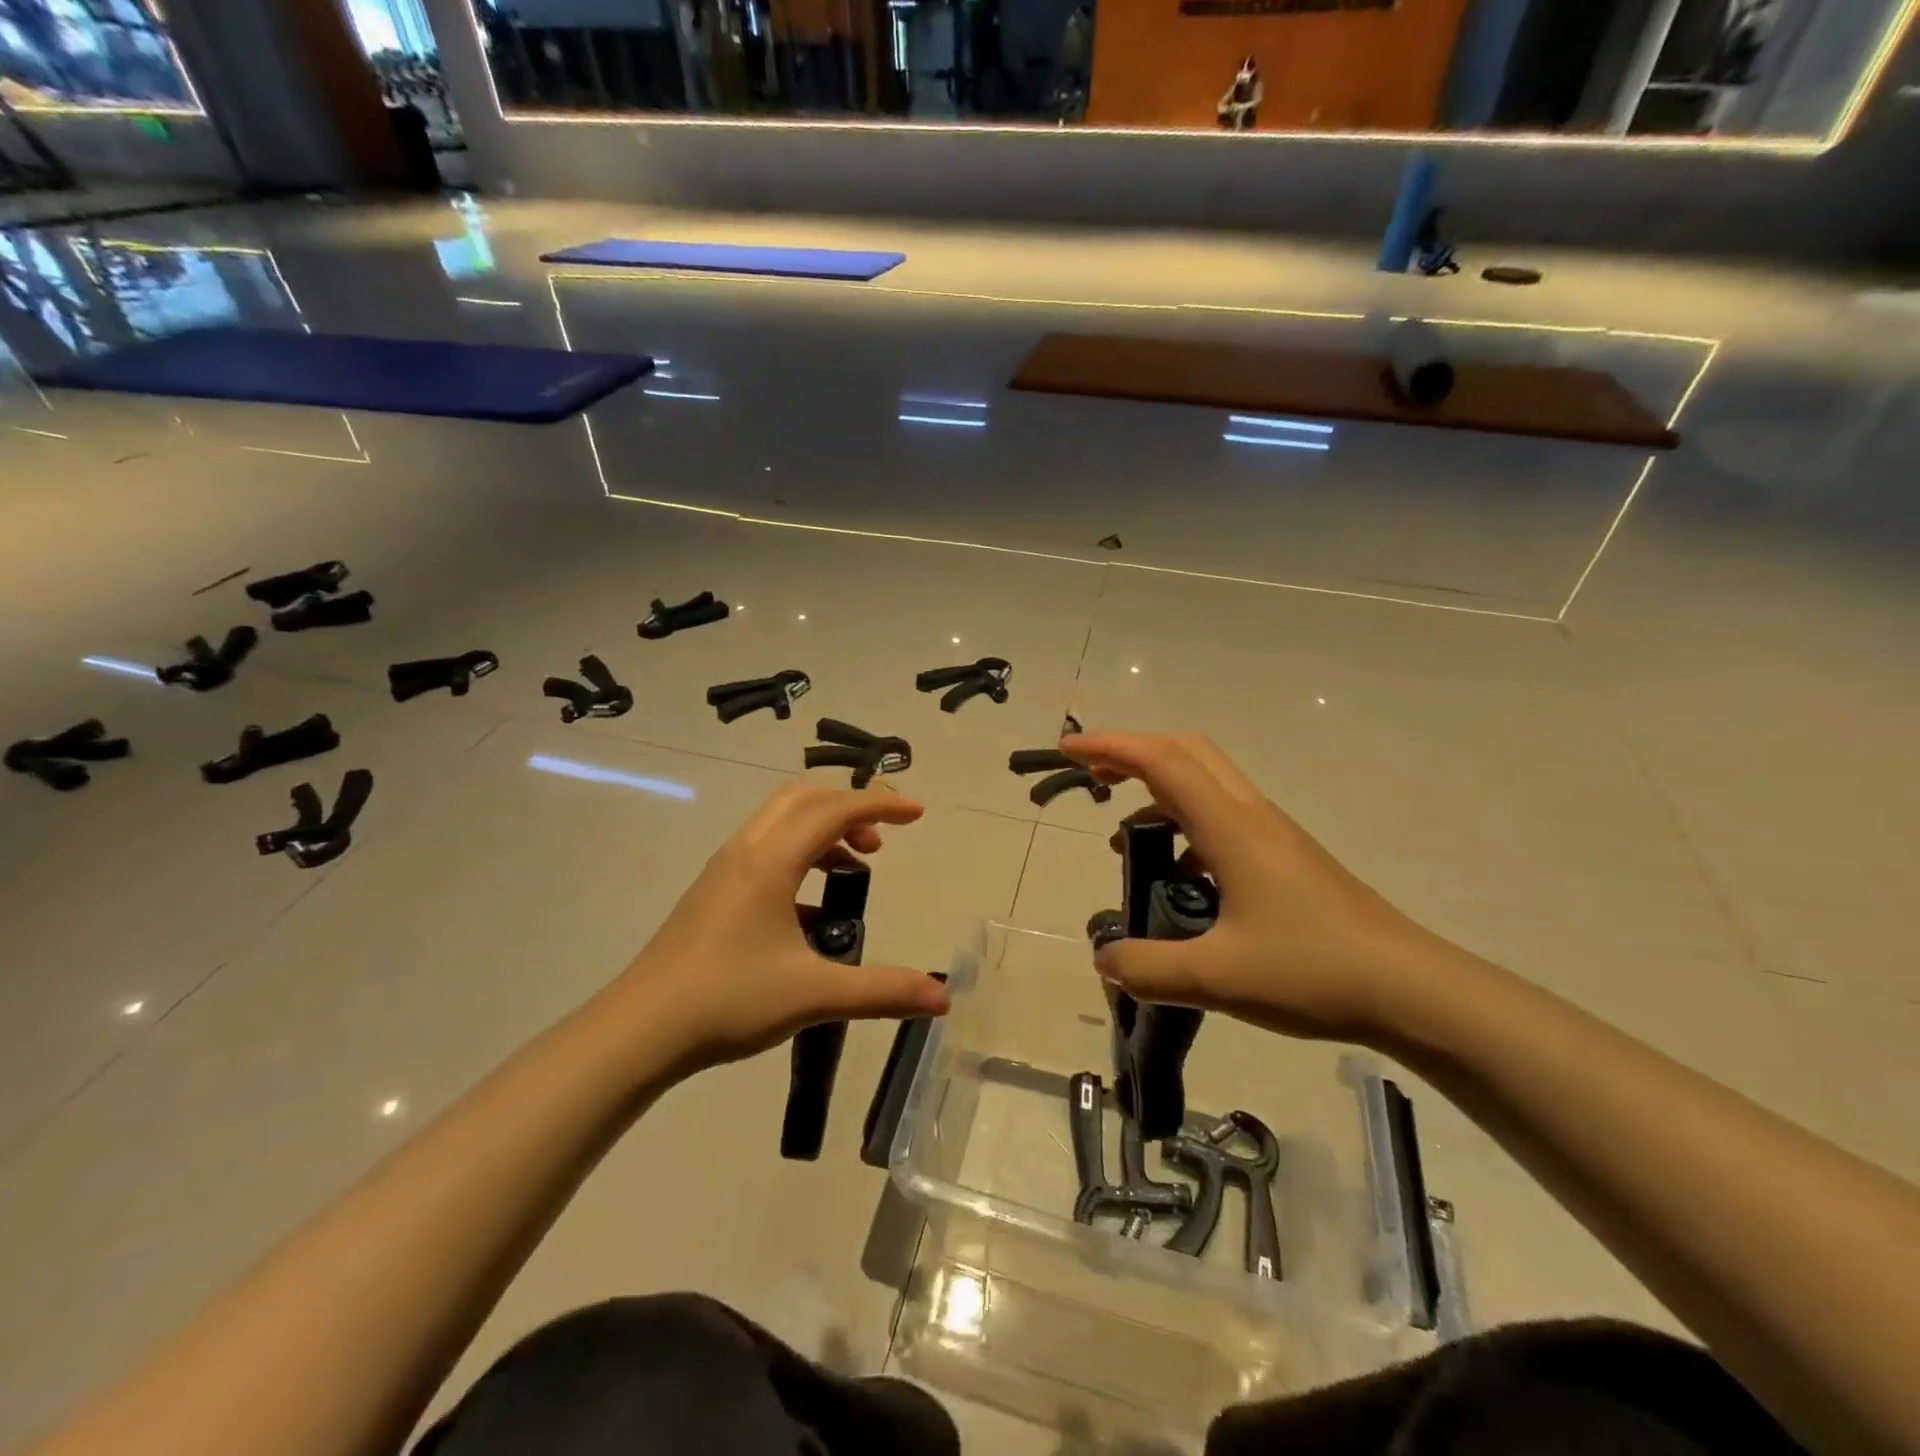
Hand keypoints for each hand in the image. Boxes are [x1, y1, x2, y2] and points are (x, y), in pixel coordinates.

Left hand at [612, 782, 950, 1070]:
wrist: (640, 1030)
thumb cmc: (729, 1000)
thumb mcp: (814, 994)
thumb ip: (882, 991)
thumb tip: (943, 998)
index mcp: (771, 861)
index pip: (835, 810)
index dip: (880, 805)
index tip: (918, 813)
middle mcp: (746, 851)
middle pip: (804, 800)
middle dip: (849, 809)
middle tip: (882, 841)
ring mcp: (723, 870)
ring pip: (780, 822)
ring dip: (822, 831)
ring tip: (854, 870)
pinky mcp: (712, 893)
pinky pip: (764, 850)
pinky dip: (799, 856)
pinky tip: (812, 911)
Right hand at [1062, 731, 1449, 1041]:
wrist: (1413, 991)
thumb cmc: (1314, 972)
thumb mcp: (1217, 977)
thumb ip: (1149, 967)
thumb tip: (1105, 960)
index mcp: (1231, 827)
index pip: (1161, 762)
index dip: (1110, 747)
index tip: (1068, 750)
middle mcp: (1251, 816)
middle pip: (1187, 753)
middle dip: (1133, 753)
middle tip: (1093, 777)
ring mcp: (1274, 835)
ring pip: (1207, 784)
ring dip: (1160, 790)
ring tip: (1126, 838)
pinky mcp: (1287, 859)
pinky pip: (1224, 819)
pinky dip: (1187, 827)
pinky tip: (1181, 881)